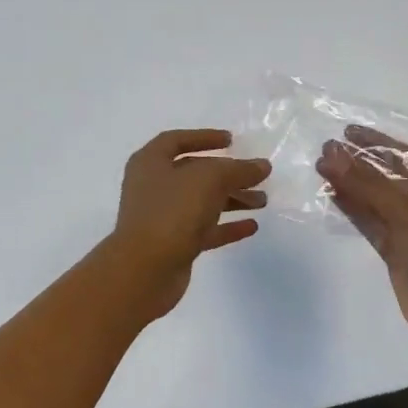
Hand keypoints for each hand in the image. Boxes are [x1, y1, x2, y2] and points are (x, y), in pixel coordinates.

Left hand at [110, 129, 269, 319]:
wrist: (144, 270)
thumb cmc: (172, 211)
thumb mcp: (209, 180)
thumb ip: (238, 170)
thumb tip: (261, 166)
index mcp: (150, 162)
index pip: (177, 141)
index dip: (204, 137)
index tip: (231, 140)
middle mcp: (153, 186)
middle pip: (195, 173)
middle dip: (228, 174)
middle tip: (258, 177)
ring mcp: (162, 217)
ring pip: (202, 202)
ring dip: (232, 200)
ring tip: (262, 202)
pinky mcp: (173, 245)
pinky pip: (203, 230)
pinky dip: (226, 226)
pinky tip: (251, 226)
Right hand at [316, 127, 407, 369]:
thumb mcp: (407, 214)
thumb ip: (366, 183)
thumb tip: (330, 154)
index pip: (406, 156)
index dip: (376, 142)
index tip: (345, 132)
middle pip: (390, 177)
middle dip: (359, 163)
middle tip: (325, 150)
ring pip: (378, 200)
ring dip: (352, 185)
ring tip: (320, 168)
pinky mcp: (399, 253)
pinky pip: (374, 223)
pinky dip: (354, 210)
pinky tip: (332, 195)